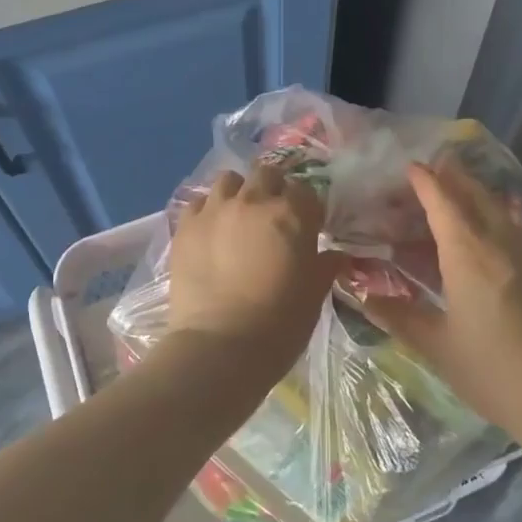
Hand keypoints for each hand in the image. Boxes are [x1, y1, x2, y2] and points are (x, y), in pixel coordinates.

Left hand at [164, 165, 337, 381]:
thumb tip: (335, 253)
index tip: (308, 227)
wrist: (220, 346)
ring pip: (229, 180)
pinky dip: (209, 211)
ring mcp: (215, 210)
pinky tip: (211, 232)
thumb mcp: (314, 294)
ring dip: (239, 193)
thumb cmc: (280, 323)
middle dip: (274, 189)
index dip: (308, 208)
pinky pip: (199, 203)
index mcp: (292, 214)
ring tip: (239, 218)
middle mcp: (253, 201)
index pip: (306, 192)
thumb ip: (325, 266)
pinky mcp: (186, 226)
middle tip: (273, 217)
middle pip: (267, 174)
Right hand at [367, 161, 521, 433]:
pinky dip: (510, 214)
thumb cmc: (490, 370)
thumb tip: (359, 295)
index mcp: (467, 255)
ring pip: (504, 210)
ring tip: (470, 185)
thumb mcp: (435, 346)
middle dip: (456, 177)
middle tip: (439, 163)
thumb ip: (397, 315)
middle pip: (477, 197)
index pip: (443, 205)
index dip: (426, 183)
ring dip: (483, 192)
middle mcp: (500, 244)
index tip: (412, 166)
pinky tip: (512, 217)